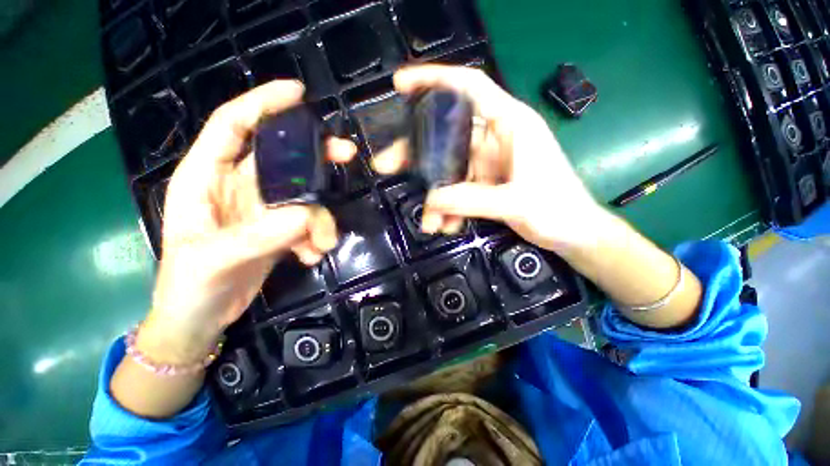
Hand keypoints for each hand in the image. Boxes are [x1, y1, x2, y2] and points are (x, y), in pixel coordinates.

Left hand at [142, 81, 355, 362]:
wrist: (200, 318)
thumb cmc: (189, 287)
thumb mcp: (215, 259)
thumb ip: (260, 235)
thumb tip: (307, 216)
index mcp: (205, 179)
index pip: (234, 126)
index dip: (263, 104)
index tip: (298, 94)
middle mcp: (236, 187)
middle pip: (282, 158)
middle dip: (315, 155)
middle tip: (346, 154)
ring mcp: (261, 209)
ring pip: (303, 197)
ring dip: (319, 219)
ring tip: (322, 244)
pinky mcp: (277, 229)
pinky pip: (306, 222)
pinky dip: (314, 237)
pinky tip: (309, 257)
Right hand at [369, 65, 609, 255]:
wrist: (573, 233)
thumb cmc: (558, 209)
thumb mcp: (515, 202)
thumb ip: (472, 199)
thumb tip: (431, 200)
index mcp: (509, 125)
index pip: (468, 88)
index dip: (434, 80)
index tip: (401, 84)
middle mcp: (494, 139)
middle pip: (445, 135)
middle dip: (416, 152)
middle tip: (387, 165)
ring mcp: (487, 163)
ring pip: (448, 170)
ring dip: (434, 195)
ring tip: (427, 220)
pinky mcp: (485, 183)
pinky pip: (457, 190)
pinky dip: (448, 207)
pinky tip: (445, 225)